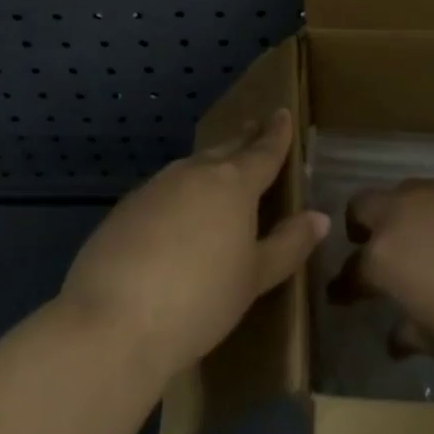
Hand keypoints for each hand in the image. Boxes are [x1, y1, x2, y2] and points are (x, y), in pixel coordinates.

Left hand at [61, 108, 329, 383]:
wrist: (115, 320)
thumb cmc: (200, 300)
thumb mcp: (253, 278)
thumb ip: (287, 245)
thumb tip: (318, 217)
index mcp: (234, 184)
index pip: (263, 151)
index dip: (276, 134)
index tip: (282, 113)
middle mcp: (196, 173)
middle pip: (226, 149)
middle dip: (243, 139)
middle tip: (254, 129)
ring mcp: (157, 186)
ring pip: (192, 165)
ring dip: (210, 162)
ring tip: (219, 166)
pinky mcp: (126, 207)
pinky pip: (164, 188)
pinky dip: (179, 190)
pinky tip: (176, 210)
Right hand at [333, 178, 433, 365]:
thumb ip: (411, 334)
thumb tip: (396, 337)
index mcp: (385, 255)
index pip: (352, 271)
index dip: (344, 286)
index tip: (340, 295)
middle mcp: (401, 212)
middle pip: (362, 207)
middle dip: (359, 226)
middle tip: (370, 248)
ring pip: (402, 193)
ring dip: (401, 214)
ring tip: (418, 239)